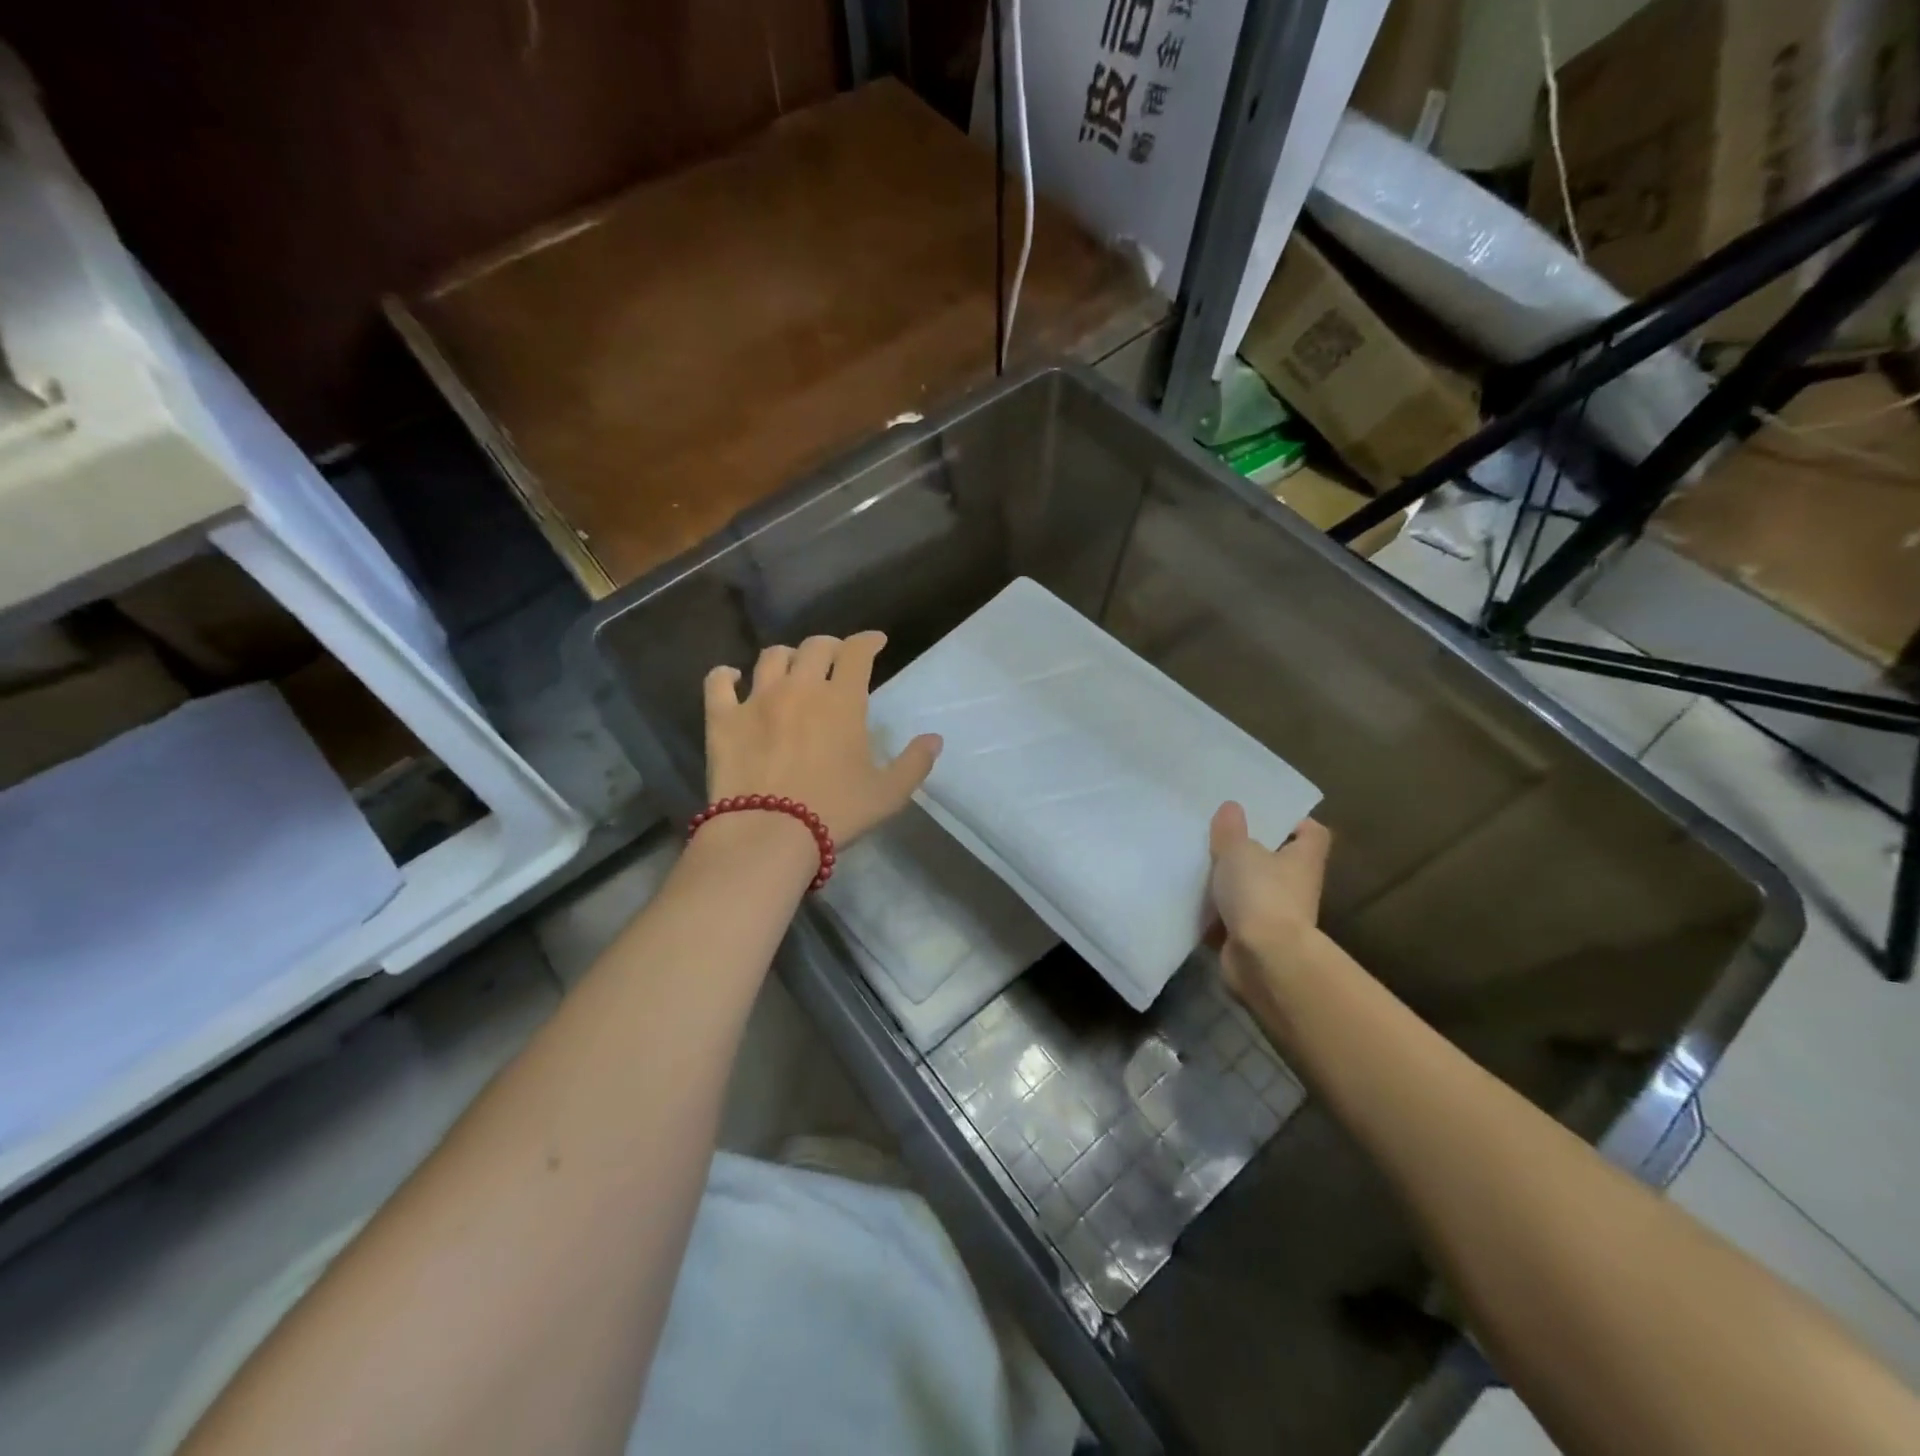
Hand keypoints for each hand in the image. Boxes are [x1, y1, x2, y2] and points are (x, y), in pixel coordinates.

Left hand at [703, 632, 942, 846]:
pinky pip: (718, 682)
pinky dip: (725, 675)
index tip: (875, 642)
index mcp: (842, 701)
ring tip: (790, 668)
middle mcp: (800, 688)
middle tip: (835, 659)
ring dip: (786, 656)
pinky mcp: (723, 718)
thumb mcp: (888, 794)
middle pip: (814, 646)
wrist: (769, 834)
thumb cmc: (835, 812)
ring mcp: (757, 700)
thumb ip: (915, 763)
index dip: (868, 641)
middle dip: (830, 646)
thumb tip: (934, 738)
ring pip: (770, 656)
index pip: (857, 652)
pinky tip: (731, 677)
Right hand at [1207, 803, 1331, 996]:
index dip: (1294, 821)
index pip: (1312, 833)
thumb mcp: (1238, 851)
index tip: (1265, 815)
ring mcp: (1277, 915)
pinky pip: (1234, 917)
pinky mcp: (1256, 939)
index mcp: (1303, 859)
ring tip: (1199, 864)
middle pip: (1278, 861)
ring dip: (1232, 882)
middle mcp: (1297, 886)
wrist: (1264, 960)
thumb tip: (1232, 807)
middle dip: (1252, 850)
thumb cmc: (1261, 894)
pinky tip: (1191, 899)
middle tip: (1220, 835)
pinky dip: (1217, 912)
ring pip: (1254, 890)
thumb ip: (1232, 829)